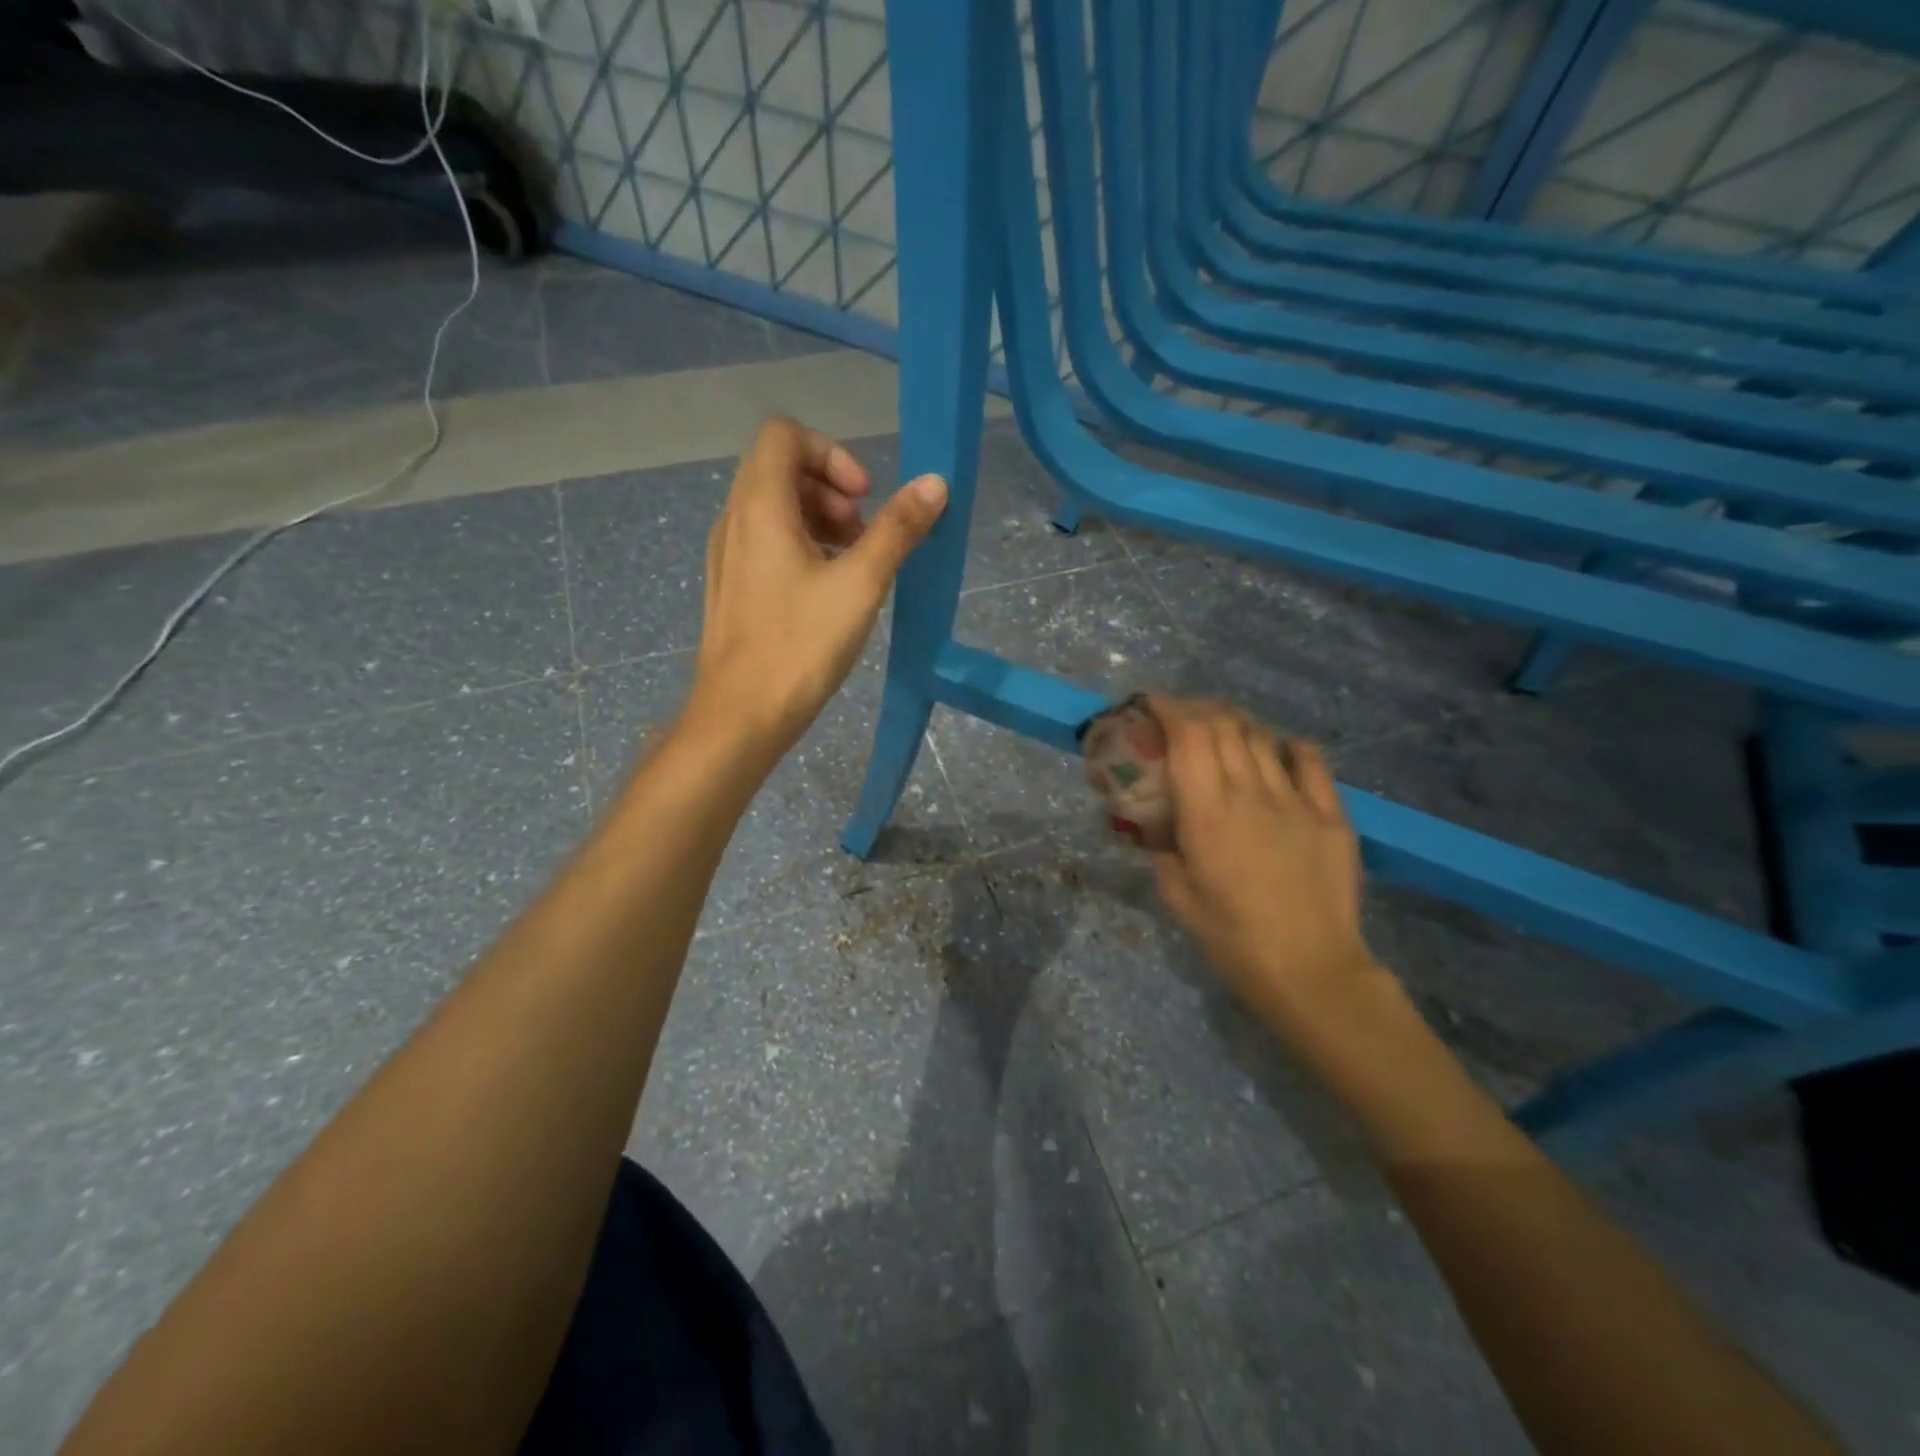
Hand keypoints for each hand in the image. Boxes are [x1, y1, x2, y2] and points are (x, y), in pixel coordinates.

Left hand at [687, 416, 946, 756]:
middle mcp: (734, 519)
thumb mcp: (860, 585)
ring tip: (852, 565)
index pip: (785, 434)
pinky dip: (800, 546)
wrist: (741, 716)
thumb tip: (934, 483)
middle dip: (831, 490)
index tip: (865, 499)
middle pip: (780, 468)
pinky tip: (827, 592)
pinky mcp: (730, 585)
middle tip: (863, 536)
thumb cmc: (800, 646)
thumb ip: (897, 530)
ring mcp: (727, 554)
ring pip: (773, 507)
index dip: (832, 454)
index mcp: (759, 506)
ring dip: (820, 520)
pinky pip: (765, 542)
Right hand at [1147, 697, 1381, 1037]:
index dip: (1170, 709)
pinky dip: (1288, 745)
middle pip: (1225, 725)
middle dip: (1199, 709)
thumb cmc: (1232, 938)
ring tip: (1224, 730)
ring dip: (1237, 723)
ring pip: (1263, 737)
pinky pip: (1310, 761)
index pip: (1189, 735)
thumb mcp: (1177, 897)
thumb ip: (1162, 853)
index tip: (1154, 705)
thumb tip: (1156, 831)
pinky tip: (1279, 750)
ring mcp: (1296, 800)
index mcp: (1206, 813)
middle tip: (1184, 718)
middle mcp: (1250, 793)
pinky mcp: (1332, 814)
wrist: (1310, 969)